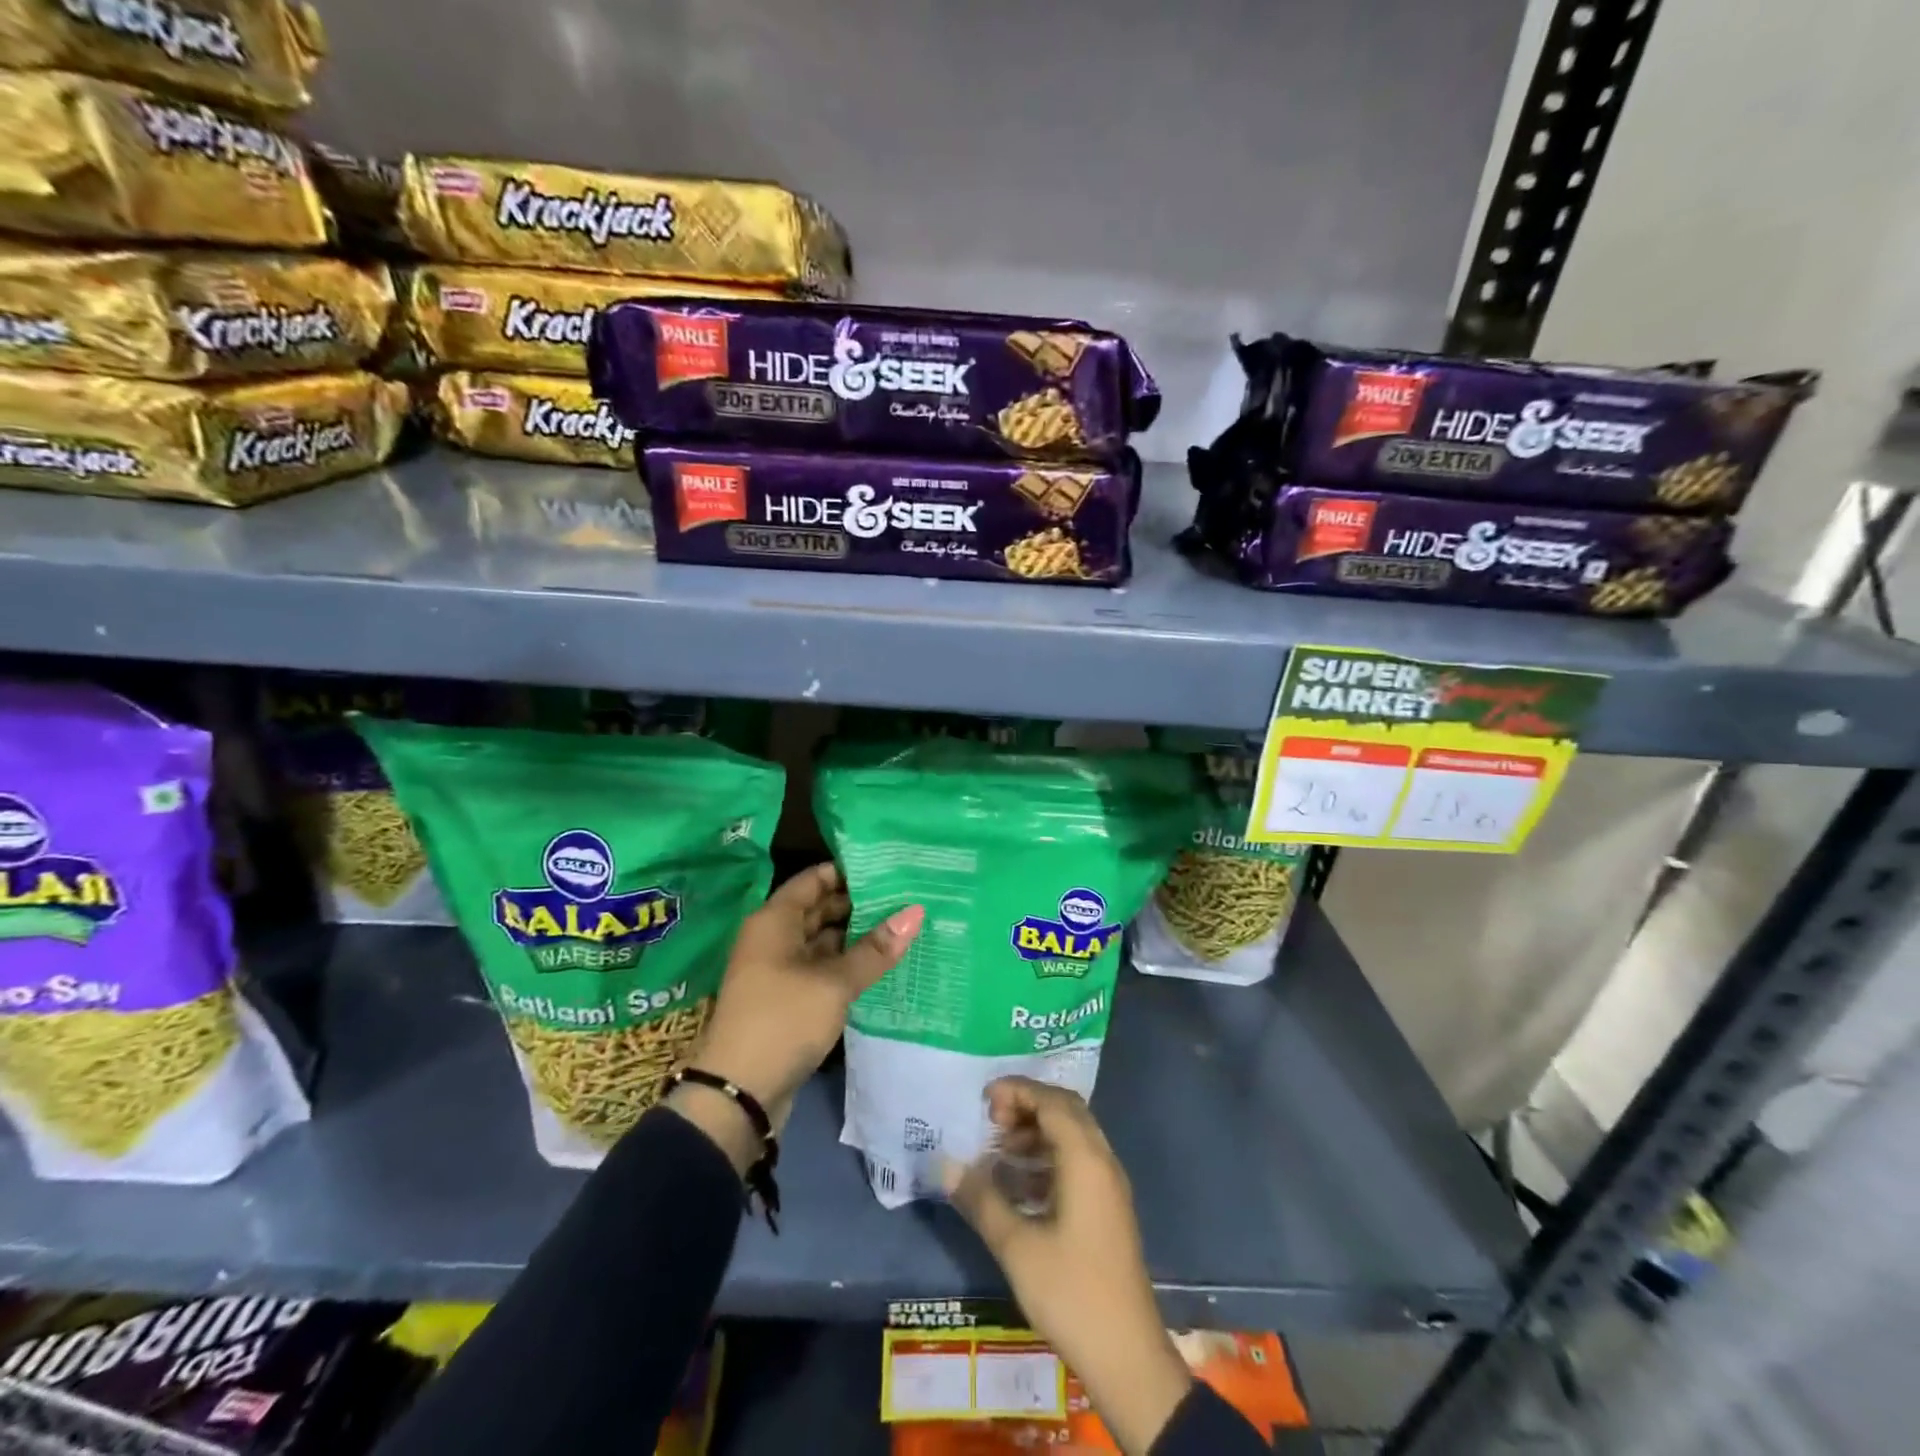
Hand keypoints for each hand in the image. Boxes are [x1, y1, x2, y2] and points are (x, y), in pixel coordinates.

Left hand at [669, 863, 922, 1169]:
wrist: (738, 1093)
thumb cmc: (783, 1020)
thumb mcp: (834, 982)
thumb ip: (875, 949)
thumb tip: (915, 912)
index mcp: (775, 921)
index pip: (814, 879)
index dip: (849, 871)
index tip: (889, 867)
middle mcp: (774, 938)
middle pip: (819, 909)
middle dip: (859, 904)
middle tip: (906, 897)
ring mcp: (779, 970)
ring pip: (823, 942)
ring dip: (856, 937)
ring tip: (902, 927)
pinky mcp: (788, 999)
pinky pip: (821, 969)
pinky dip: (847, 965)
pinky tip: (882, 965)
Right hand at [945, 1079, 1191, 1455]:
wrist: (1127, 1357)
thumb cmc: (1071, 1294)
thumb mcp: (1017, 1246)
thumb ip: (982, 1199)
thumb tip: (947, 1165)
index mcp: (1086, 1159)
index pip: (1052, 1101)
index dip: (1017, 1091)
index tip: (983, 1099)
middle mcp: (1102, 1162)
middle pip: (1065, 1111)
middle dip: (1027, 1106)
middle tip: (991, 1121)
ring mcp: (1108, 1187)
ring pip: (1072, 1137)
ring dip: (1036, 1134)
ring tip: (998, 1152)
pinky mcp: (1107, 1210)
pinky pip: (1076, 1163)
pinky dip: (1047, 1159)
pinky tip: (1017, 1185)